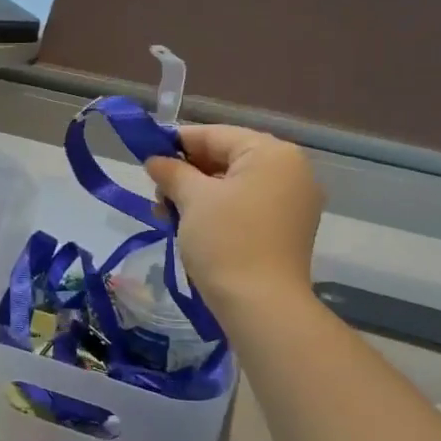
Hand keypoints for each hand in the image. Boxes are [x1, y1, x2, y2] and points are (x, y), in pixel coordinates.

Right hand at [144, 124, 323, 321]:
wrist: (261, 305)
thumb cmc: (226, 242)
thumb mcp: (192, 200)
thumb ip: (172, 172)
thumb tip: (155, 160)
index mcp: (272, 153)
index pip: (216, 135)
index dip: (176, 143)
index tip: (146, 156)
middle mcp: (291, 171)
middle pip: (227, 158)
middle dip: (187, 174)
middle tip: (156, 193)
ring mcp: (294, 202)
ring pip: (235, 185)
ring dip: (198, 195)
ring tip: (166, 214)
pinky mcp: (288, 230)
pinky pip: (247, 207)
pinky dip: (218, 211)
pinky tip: (190, 226)